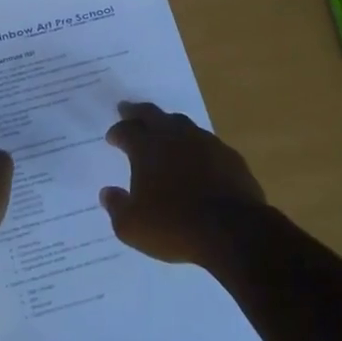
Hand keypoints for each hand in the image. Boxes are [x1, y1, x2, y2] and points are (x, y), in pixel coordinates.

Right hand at [100, 101, 267, 265]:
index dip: (117, 132)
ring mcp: (205, 143)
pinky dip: (196, 146)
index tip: (112, 137)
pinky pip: (207, 143)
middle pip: (151, 114)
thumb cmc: (175, 227)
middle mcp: (174, 137)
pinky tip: (197, 156)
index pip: (126, 130)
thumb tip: (107, 193)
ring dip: (168, 125)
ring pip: (181, 123)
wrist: (234, 231)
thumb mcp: (132, 227)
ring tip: (163, 130)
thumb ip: (116, 207)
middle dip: (137, 112)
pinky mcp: (229, 156)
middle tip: (127, 109)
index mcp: (147, 148)